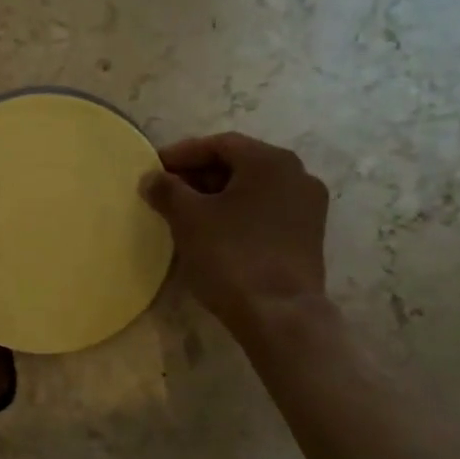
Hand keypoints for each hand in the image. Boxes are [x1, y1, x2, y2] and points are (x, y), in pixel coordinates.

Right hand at [142, 133, 329, 335]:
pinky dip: (237, 214)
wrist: (279, 315)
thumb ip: (166, 190)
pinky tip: (214, 233)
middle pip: (239, 164)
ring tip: (185, 214)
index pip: (219, 144)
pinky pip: (265, 212)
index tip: (154, 169)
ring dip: (217, 196)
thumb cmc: (231, 256)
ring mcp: (307, 207)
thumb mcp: (188, 218)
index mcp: (270, 161)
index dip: (182, 154)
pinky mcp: (308, 236)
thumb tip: (151, 178)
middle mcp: (297, 175)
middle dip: (199, 175)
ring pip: (253, 189)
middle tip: (166, 192)